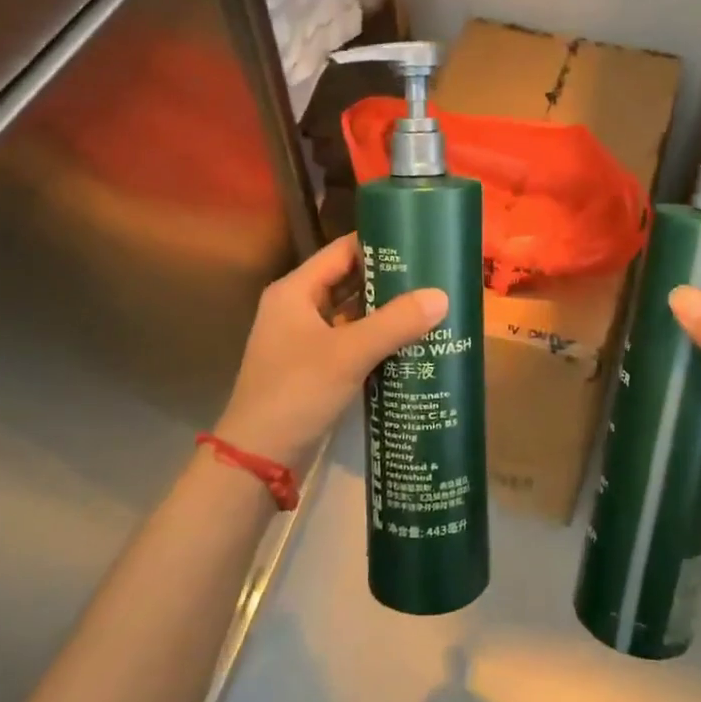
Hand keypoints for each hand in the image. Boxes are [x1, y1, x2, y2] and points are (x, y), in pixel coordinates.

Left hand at [215, 234, 446, 473]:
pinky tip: (410, 342)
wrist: (258, 457)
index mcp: (295, 291)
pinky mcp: (314, 366)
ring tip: (429, 305)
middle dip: (388, 280)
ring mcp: (304, 339)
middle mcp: (297, 308)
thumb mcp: (349, 353)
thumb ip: (395, 323)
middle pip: (349, 281)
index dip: (379, 245)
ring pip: (352, 313)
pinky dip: (377, 338)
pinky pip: (351, 340)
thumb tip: (442, 296)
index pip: (342, 251)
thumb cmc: (297, 392)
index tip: (419, 244)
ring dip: (385, 311)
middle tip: (433, 276)